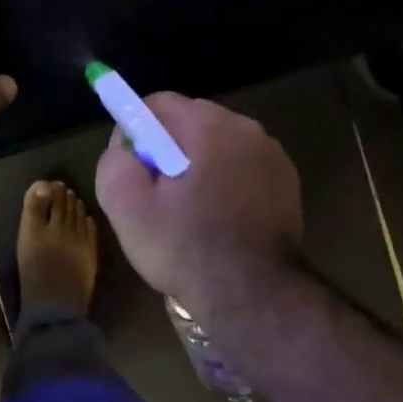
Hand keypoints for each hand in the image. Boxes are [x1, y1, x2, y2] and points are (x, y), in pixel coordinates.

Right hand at [94, 94, 304, 327]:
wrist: (255, 297)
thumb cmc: (186, 248)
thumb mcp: (126, 207)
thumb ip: (115, 161)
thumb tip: (125, 145)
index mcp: (209, 127)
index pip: (159, 103)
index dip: (135, 130)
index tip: (133, 167)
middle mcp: (246, 129)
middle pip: (190, 120)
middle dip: (167, 147)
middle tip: (157, 194)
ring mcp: (272, 155)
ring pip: (217, 144)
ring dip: (197, 164)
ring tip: (188, 211)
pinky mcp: (287, 182)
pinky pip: (241, 165)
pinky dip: (224, 180)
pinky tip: (218, 218)